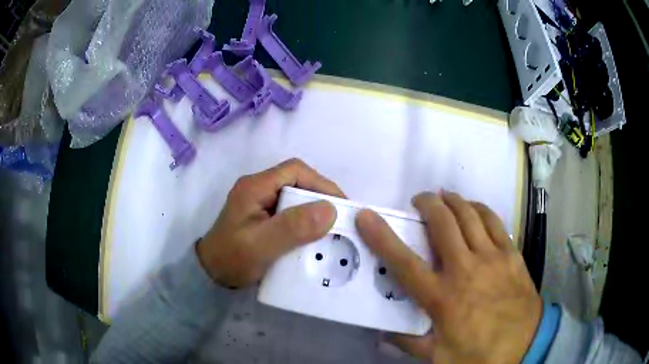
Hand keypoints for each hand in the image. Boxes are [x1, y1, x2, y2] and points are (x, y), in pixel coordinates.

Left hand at [197, 159, 344, 288]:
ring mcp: (260, 202)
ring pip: (296, 197)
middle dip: (322, 198)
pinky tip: (316, 236)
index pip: (295, 171)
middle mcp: (258, 188)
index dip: (321, 184)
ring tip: (334, 228)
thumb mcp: (261, 246)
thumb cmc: (231, 259)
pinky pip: (291, 212)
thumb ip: (292, 227)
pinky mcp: (263, 217)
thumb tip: (330, 210)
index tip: (341, 205)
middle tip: (342, 220)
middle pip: (298, 182)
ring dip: (315, 211)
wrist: (210, 275)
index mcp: (255, 187)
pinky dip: (306, 221)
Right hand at [356, 192, 541, 363]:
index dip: (382, 237)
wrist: (525, 345)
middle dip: (427, 204)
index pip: (405, 263)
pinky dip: (480, 209)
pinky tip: (474, 209)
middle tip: (420, 201)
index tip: (367, 216)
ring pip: (470, 215)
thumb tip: (383, 335)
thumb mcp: (437, 357)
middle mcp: (466, 270)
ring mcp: (492, 258)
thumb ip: (408, 343)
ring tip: (445, 197)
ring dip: (454, 201)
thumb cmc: (479, 354)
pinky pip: (494, 222)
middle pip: (443, 224)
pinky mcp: (511, 254)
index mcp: (443, 298)